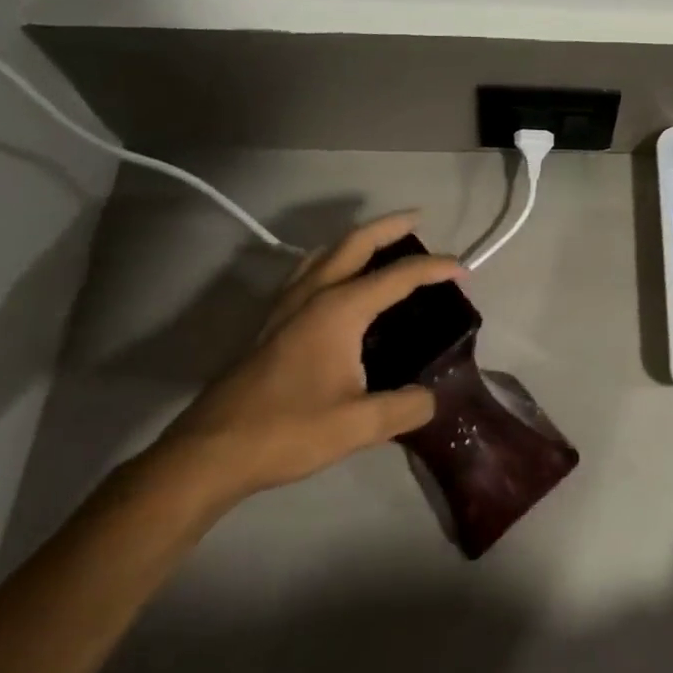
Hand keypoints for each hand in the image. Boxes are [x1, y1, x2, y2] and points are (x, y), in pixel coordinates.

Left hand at [143, 212, 459, 513]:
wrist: (208, 454)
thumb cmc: (286, 431)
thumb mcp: (357, 426)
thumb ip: (404, 408)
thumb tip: (432, 399)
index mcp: (339, 309)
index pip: (398, 275)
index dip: (436, 268)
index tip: (465, 271)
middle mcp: (313, 295)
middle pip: (355, 243)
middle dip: (390, 226)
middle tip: (418, 219)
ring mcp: (285, 306)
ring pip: (325, 253)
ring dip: (357, 240)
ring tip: (380, 244)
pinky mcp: (268, 324)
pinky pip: (307, 272)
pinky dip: (331, 260)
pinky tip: (335, 282)